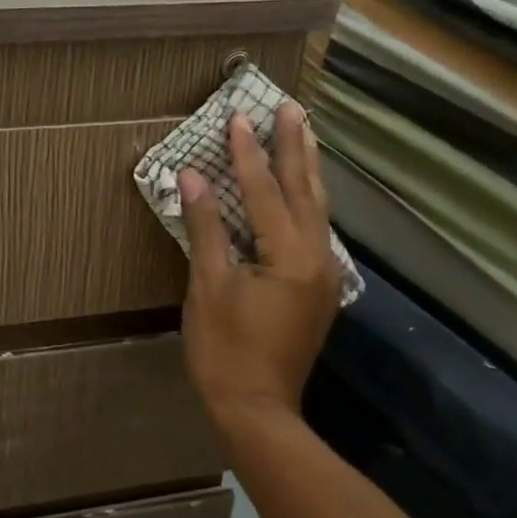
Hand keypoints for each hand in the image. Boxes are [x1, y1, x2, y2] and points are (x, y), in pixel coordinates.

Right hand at [180, 102, 340, 431]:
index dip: (249, 154)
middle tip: (293, 107)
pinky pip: (313, 230)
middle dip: (296, 147)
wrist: (257, 410)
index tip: (240, 116)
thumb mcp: (208, 286)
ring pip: (316, 209)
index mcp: (290, 255)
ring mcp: (323, 275)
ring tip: (304, 134)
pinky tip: (300, 192)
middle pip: (306, 191)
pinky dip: (305, 201)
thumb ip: (206, 227)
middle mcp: (317, 258)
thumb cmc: (225, 350)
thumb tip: (193, 177)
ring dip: (307, 170)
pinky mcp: (317, 290)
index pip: (267, 191)